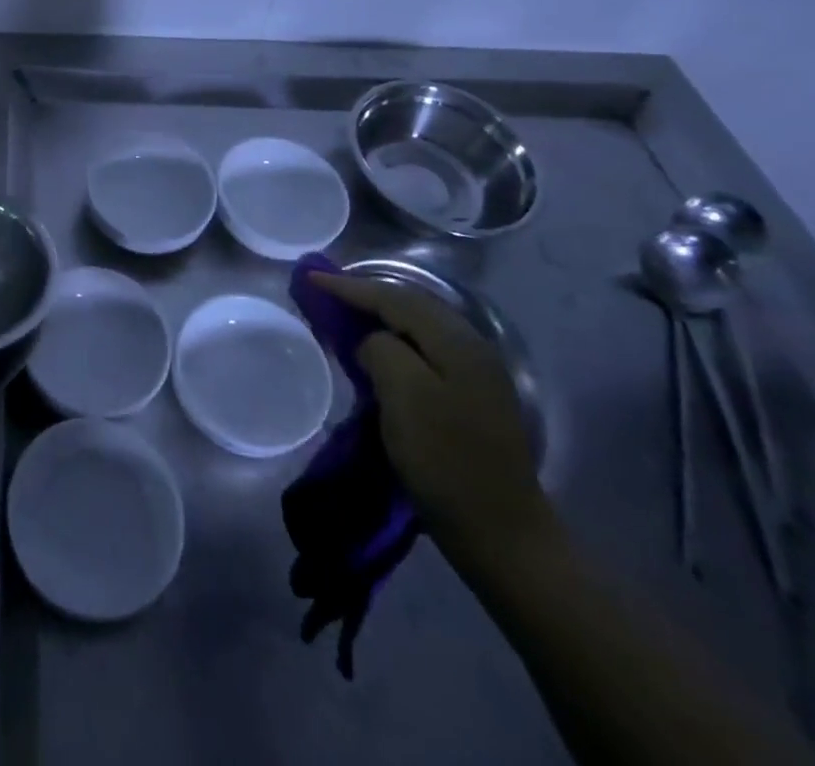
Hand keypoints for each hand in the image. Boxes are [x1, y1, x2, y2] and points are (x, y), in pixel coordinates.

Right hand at [313, 271, 557, 571]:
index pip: (395, 297)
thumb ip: (382, 351)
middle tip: (327, 291)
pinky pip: (426, 350)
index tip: (311, 278)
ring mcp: (477, 374)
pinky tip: (379, 351)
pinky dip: (396, 341)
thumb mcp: (404, 397)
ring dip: (381, 316)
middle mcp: (472, 347)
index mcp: (457, 342)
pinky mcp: (473, 398)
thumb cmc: (447, 462)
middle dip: (366, 294)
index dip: (350, 286)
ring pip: (420, 327)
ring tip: (346, 315)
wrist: (502, 536)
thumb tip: (372, 342)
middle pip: (411, 305)